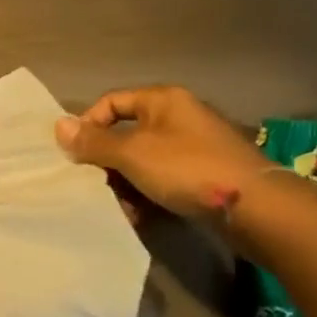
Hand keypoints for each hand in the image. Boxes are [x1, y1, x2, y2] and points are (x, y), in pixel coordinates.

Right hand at [55, 86, 275, 223]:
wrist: (259, 209)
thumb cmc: (188, 169)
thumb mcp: (133, 154)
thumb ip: (94, 142)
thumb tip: (58, 126)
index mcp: (163, 101)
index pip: (111, 102)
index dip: (89, 124)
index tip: (75, 153)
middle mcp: (178, 117)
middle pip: (126, 134)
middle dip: (106, 162)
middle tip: (93, 184)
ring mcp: (194, 147)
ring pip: (143, 161)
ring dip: (124, 183)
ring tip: (118, 206)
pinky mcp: (204, 175)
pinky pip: (163, 179)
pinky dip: (147, 194)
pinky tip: (139, 216)